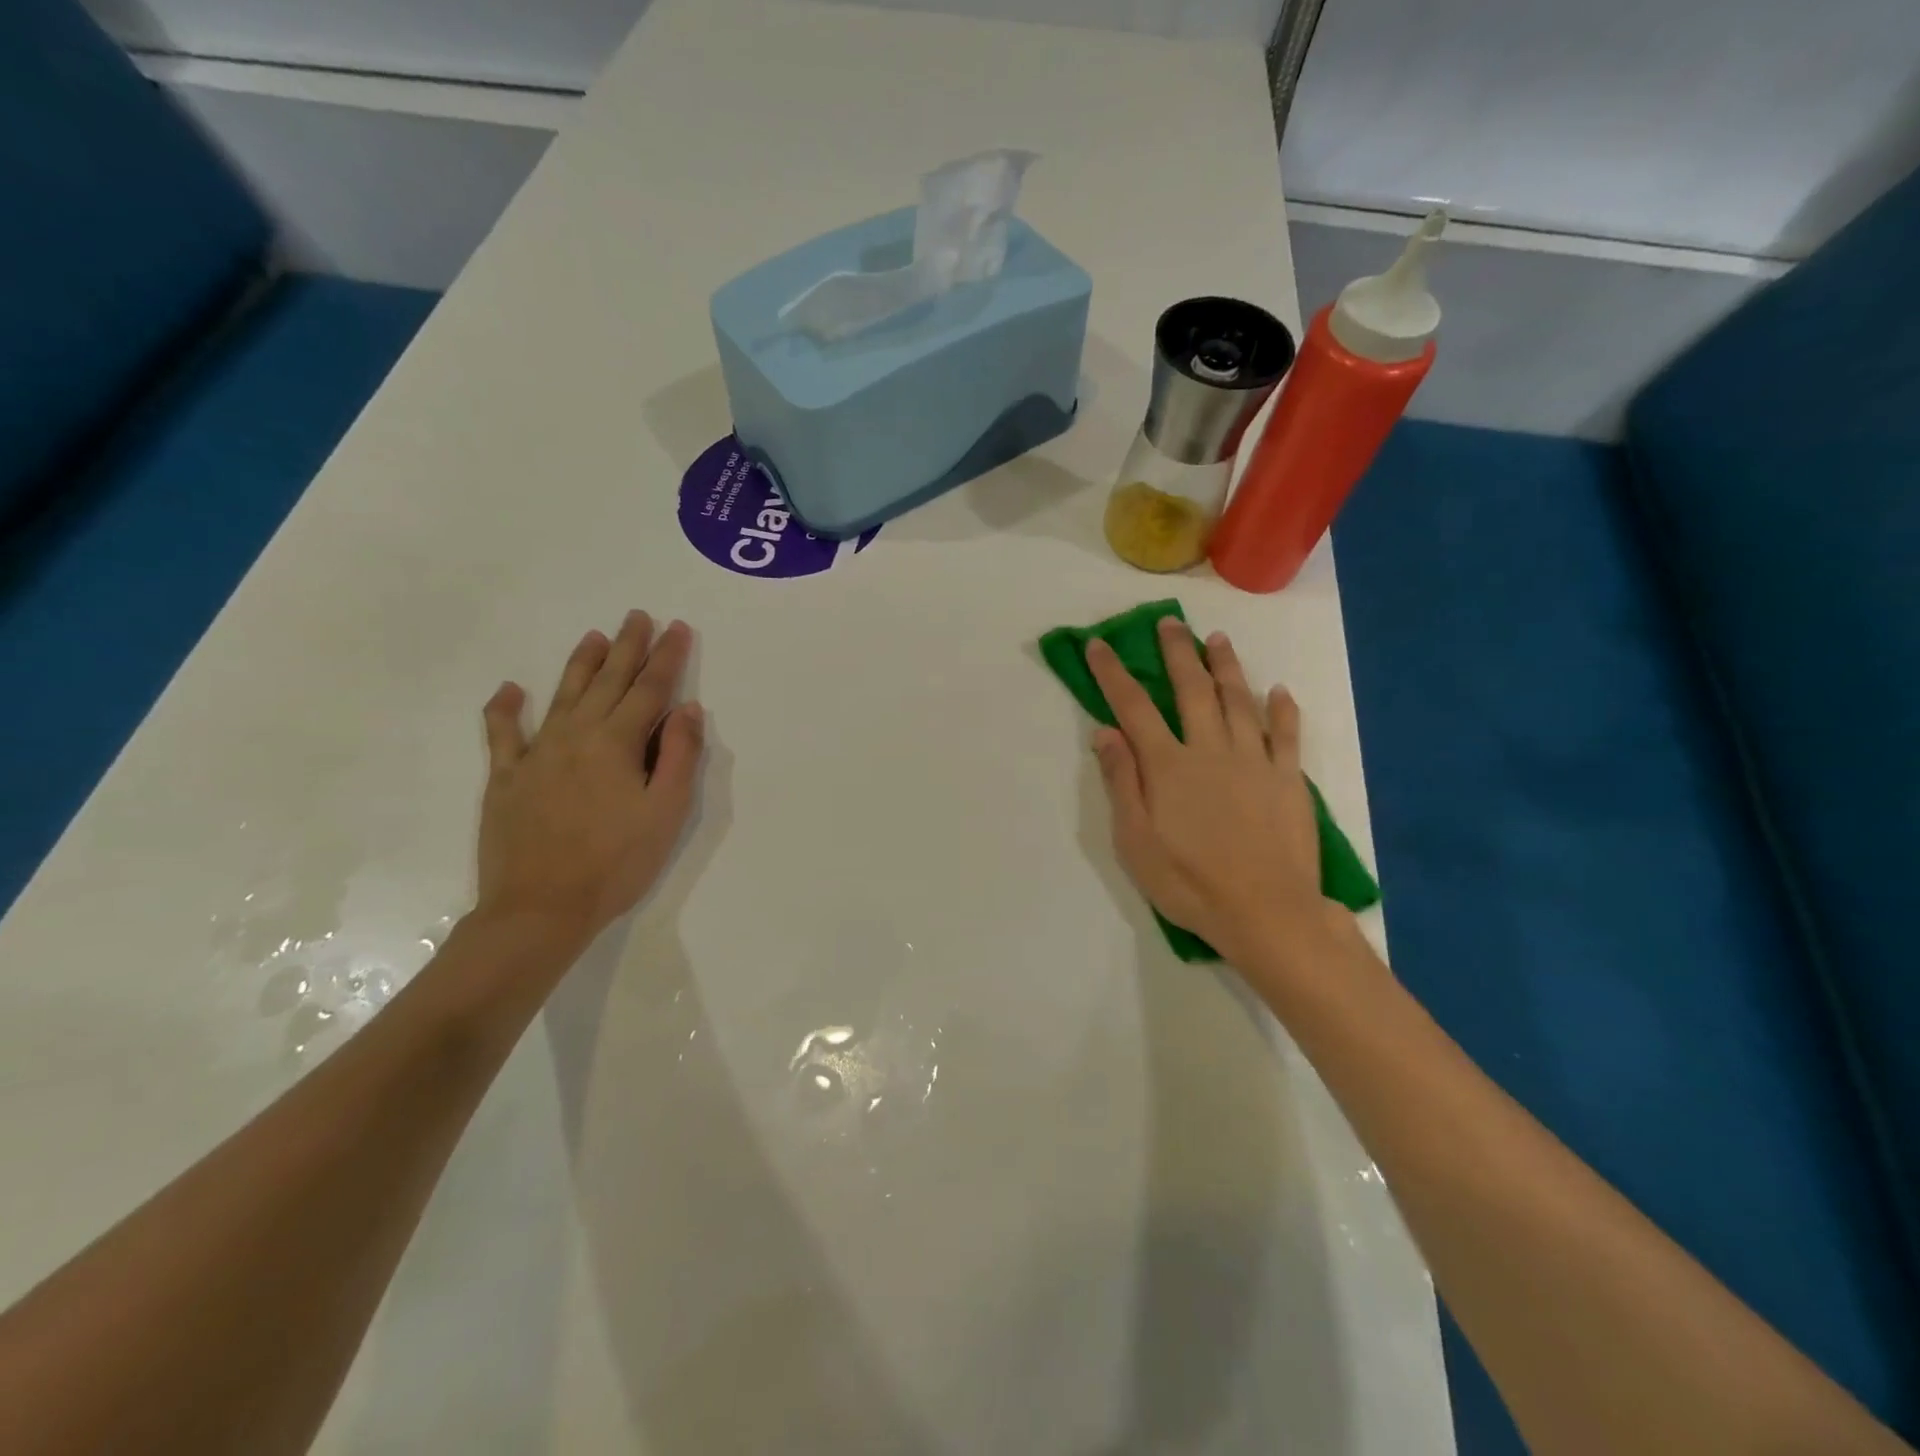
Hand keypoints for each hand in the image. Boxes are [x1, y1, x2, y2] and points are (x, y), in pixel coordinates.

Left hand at [476, 612, 703, 948]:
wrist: (541, 908)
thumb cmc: (616, 863)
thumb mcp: (665, 812)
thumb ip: (677, 756)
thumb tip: (687, 709)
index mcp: (617, 743)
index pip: (650, 689)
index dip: (666, 658)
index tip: (677, 629)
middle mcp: (577, 736)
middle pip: (608, 682)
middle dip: (628, 647)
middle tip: (639, 616)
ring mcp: (537, 754)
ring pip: (564, 695)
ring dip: (582, 664)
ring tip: (595, 636)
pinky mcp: (506, 777)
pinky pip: (502, 733)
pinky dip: (504, 709)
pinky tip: (509, 690)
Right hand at [1086, 618, 1323, 964]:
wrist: (1266, 912)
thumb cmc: (1190, 882)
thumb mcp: (1135, 841)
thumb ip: (1122, 782)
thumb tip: (1105, 731)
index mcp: (1168, 765)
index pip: (1133, 708)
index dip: (1113, 674)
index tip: (1101, 645)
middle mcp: (1210, 750)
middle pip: (1191, 690)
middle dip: (1177, 653)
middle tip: (1170, 623)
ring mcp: (1255, 761)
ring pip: (1239, 701)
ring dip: (1227, 667)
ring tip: (1218, 639)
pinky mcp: (1289, 779)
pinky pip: (1287, 734)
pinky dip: (1283, 709)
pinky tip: (1280, 691)